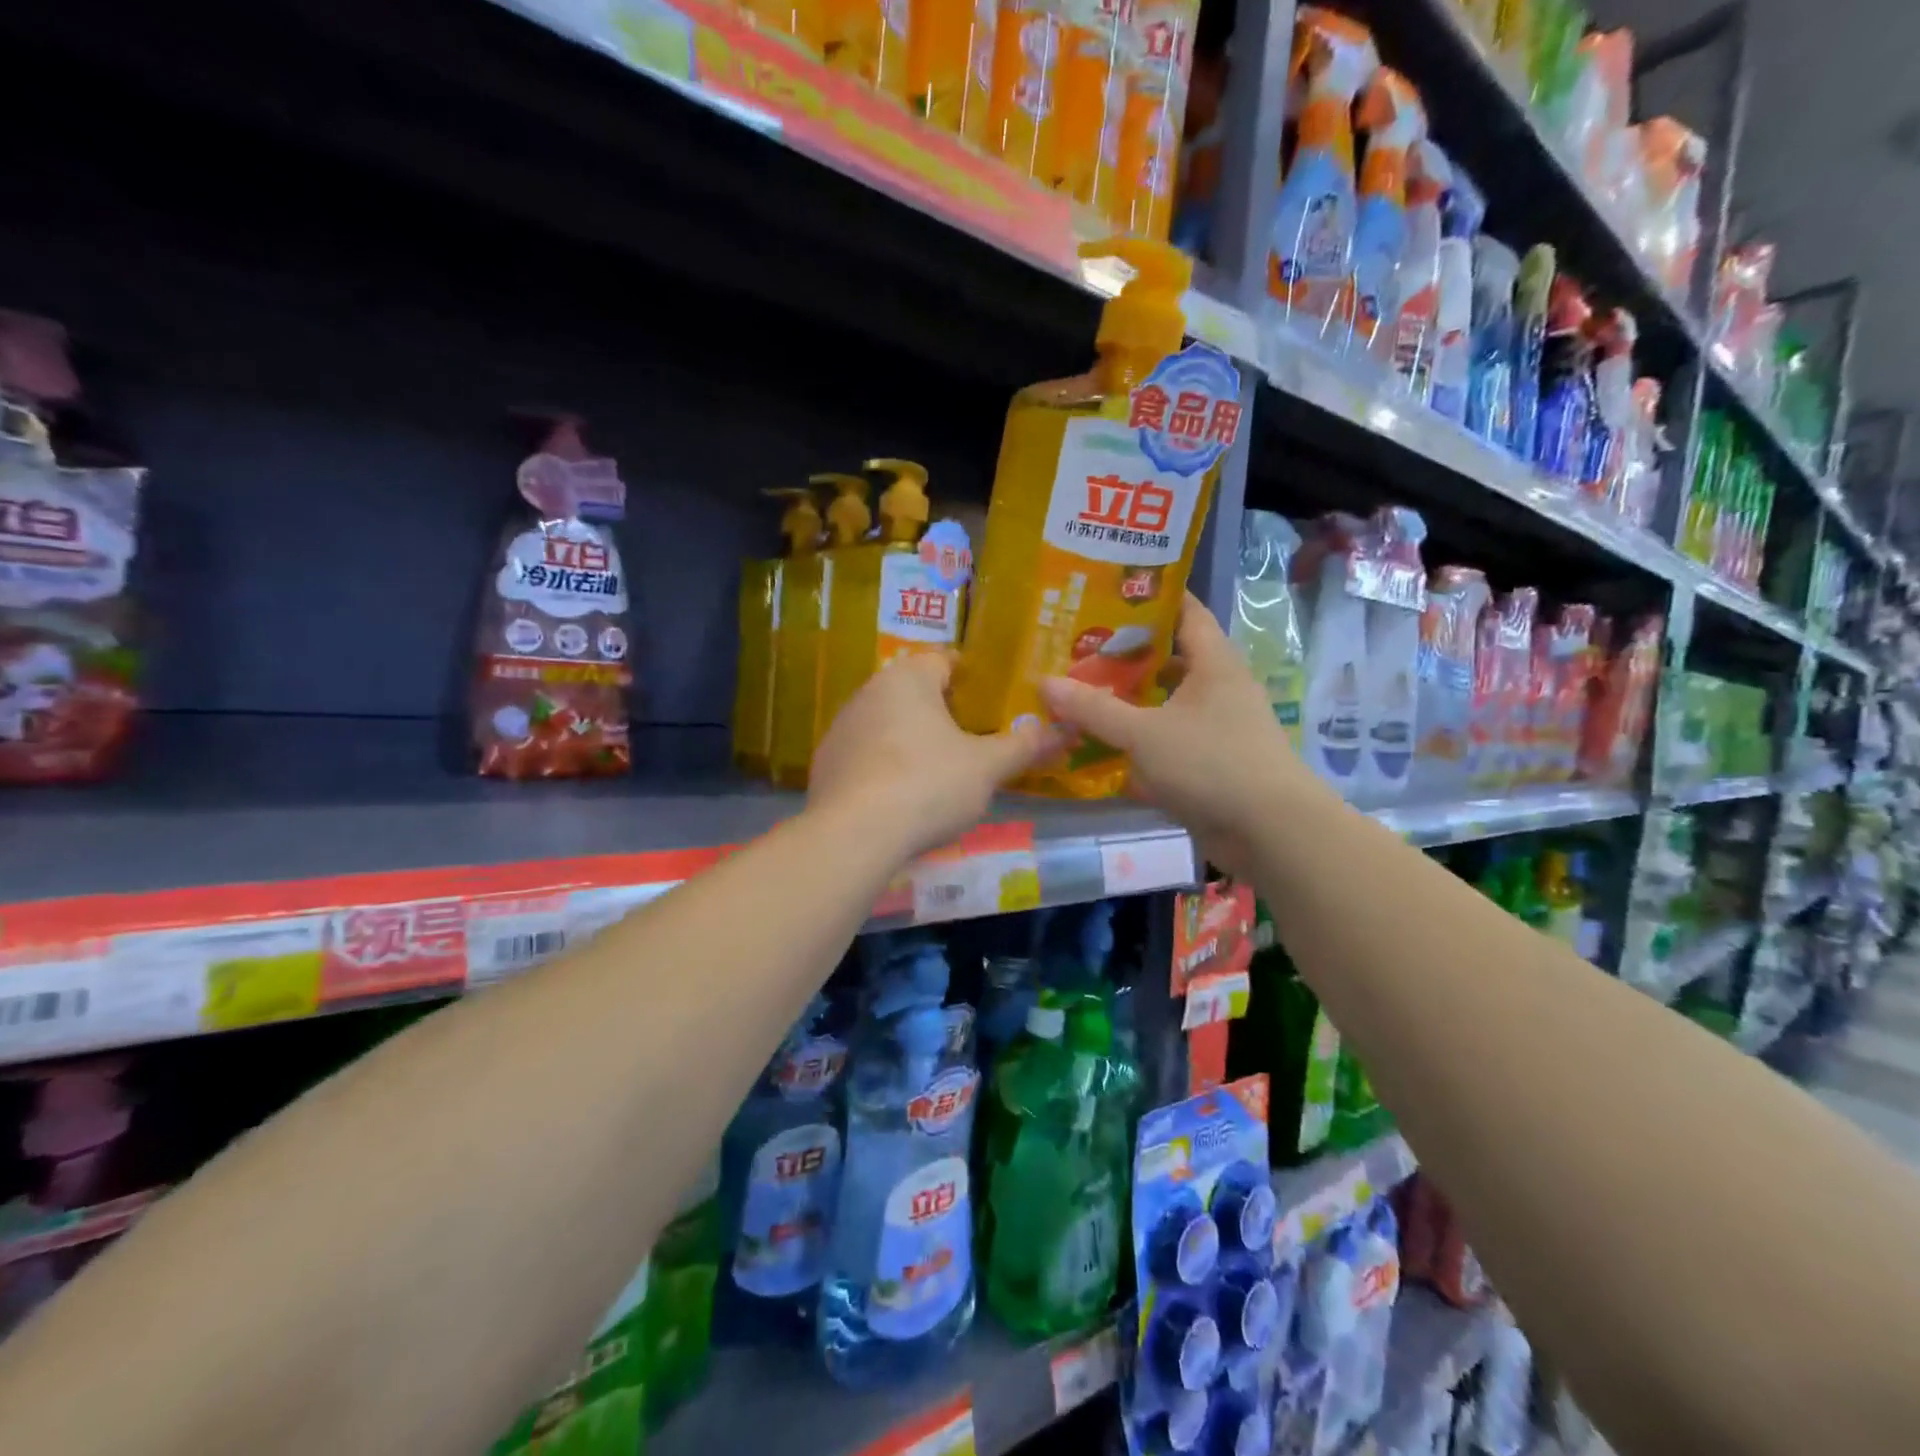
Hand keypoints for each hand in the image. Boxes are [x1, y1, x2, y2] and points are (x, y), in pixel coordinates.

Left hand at [808, 652, 1059, 860]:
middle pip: (914, 692)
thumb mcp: (987, 768)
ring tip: (938, 772)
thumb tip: (1062, 730)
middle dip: (942, 712)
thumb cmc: (928, 785)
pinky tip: (900, 796)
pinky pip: (866, 754)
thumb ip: (1024, 745)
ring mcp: (841, 728)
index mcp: (908, 678)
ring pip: (888, 723)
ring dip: (912, 739)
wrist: (854, 835)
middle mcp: (869, 691)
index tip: (992, 703)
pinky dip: (885, 766)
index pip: (944, 660)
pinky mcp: (825, 763)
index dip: (972, 678)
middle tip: (972, 740)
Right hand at [1039, 594, 1316, 876]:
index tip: (1107, 592)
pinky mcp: (1212, 763)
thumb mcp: (1144, 733)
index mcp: (1213, 663)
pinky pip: (1169, 740)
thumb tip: (1044, 683)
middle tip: (1078, 648)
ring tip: (1082, 694)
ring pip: (1167, 703)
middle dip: (1126, 655)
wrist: (1271, 832)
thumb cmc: (1211, 764)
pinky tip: (1105, 746)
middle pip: (1170, 658)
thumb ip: (1094, 709)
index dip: (1150, 597)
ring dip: (1131, 701)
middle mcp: (1219, 688)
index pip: (1185, 611)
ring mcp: (1218, 727)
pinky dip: (1140, 740)